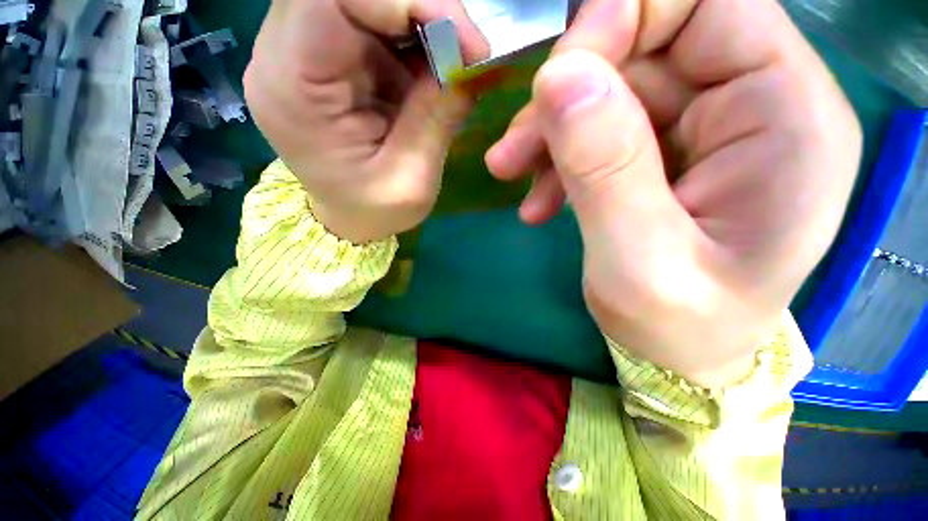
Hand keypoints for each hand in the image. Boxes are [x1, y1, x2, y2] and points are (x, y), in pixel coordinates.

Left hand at [244, 0, 488, 242]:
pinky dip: (412, 31)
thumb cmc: (374, 210)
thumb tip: (474, 58)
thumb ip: (439, 115)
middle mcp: (283, 54)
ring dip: (418, 19)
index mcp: (292, 87)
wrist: (348, 217)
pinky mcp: (327, 54)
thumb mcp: (412, 179)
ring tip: (451, 61)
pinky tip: (432, 66)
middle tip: (463, 47)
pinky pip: (369, 16)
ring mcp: (302, 49)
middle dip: (416, 6)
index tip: (465, 40)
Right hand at [486, 0, 860, 387]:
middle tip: (512, 151)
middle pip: (651, 42)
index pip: (709, 3)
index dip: (622, 18)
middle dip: (568, 89)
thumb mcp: (636, 260)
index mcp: (787, 118)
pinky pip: (603, 125)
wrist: (681, 354)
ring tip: (511, 175)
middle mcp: (757, 103)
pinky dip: (559, 156)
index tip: (553, 82)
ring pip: (614, 87)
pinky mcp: (670, 150)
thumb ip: (603, 168)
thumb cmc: (676, 327)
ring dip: (552, 130)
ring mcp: (711, 125)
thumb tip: (558, 78)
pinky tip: (537, 201)